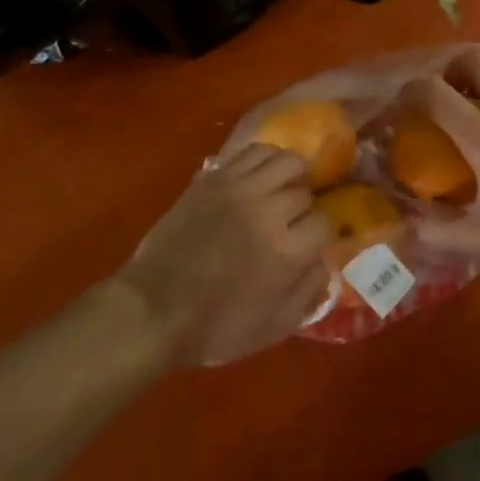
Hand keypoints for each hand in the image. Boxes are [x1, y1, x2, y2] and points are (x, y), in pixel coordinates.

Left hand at [118, 145, 332, 365]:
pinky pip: (253, 152)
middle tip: (289, 224)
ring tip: (282, 189)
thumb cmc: (215, 328)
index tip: (307, 244)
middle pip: (304, 192)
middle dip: (302, 209)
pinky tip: (261, 175)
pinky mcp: (214, 178)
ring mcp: (240, 190)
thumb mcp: (272, 328)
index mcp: (287, 252)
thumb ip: (308, 293)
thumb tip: (326, 263)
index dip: (318, 235)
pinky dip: (266, 158)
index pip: (324, 223)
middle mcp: (269, 212)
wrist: (153, 310)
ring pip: (286, 160)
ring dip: (291, 175)